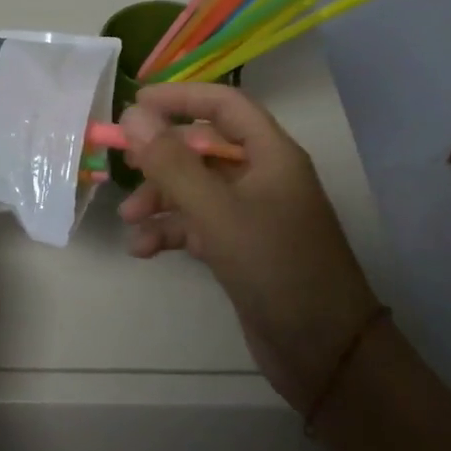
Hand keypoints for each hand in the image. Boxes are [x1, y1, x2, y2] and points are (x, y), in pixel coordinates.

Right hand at [119, 84, 380, 410]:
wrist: (326, 352)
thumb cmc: (275, 267)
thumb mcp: (217, 212)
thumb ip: (172, 163)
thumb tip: (133, 115)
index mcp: (271, 154)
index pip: (224, 105)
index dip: (180, 98)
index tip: (136, 103)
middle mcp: (264, 176)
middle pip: (204, 148)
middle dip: (163, 157)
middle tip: (124, 164)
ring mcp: (254, 214)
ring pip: (198, 189)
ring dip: (162, 199)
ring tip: (128, 220)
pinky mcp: (243, 248)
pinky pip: (200, 224)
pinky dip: (172, 231)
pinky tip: (144, 249)